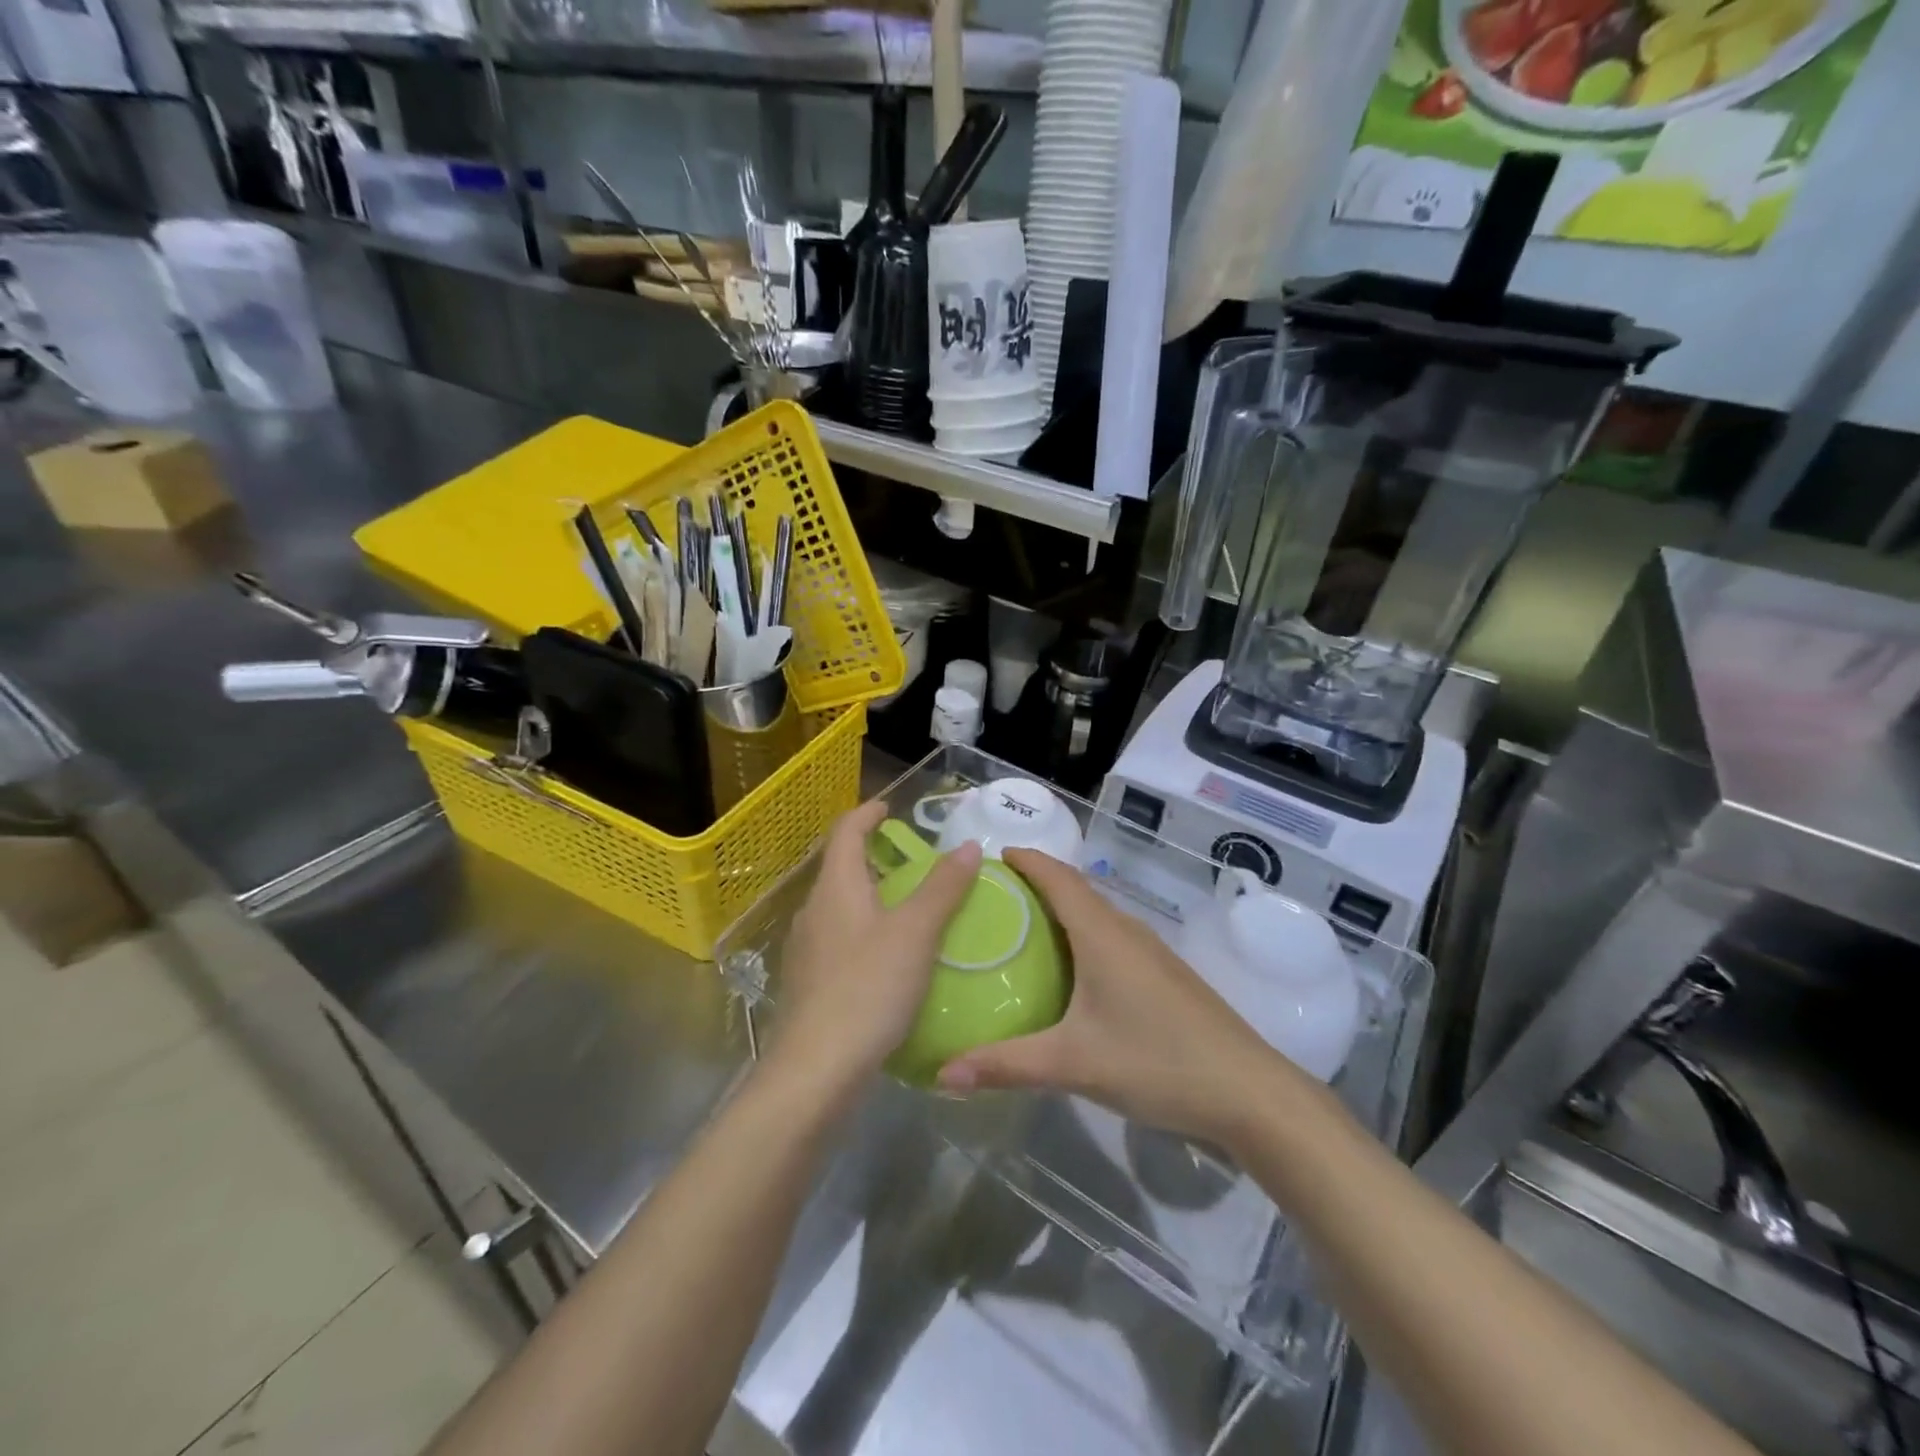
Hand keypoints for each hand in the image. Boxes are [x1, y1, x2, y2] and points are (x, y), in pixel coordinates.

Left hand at [773, 800, 980, 1090]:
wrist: (815, 1070)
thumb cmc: (868, 989)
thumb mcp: (916, 934)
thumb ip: (943, 888)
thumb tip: (966, 846)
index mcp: (836, 888)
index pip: (845, 832)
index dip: (867, 813)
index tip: (890, 807)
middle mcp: (814, 911)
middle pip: (841, 868)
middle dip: (874, 857)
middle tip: (913, 861)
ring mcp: (806, 949)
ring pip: (840, 907)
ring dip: (871, 896)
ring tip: (908, 908)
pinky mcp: (808, 983)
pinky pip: (839, 940)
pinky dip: (865, 931)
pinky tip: (889, 959)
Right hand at [937, 849, 1291, 1145]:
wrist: (1248, 1092)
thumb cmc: (1157, 1061)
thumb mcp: (1073, 1064)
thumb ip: (1006, 1065)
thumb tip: (943, 1072)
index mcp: (1102, 934)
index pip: (1057, 877)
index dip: (1026, 859)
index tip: (990, 857)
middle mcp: (1126, 931)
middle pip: (1075, 890)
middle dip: (1035, 883)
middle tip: (991, 898)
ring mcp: (1150, 952)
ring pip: (1096, 915)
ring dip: (1060, 910)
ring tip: (1021, 929)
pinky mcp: (1164, 976)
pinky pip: (1111, 938)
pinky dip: (1082, 936)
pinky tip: (1070, 972)